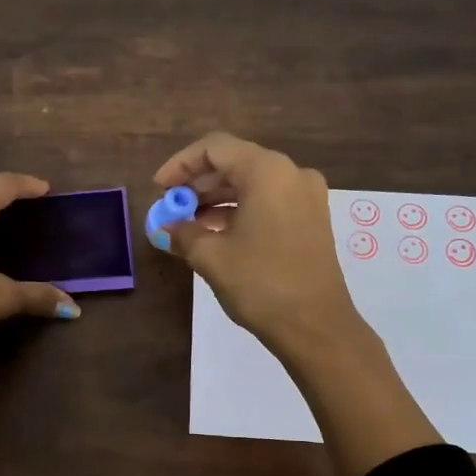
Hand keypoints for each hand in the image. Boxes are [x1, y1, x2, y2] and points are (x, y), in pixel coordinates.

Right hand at [149, 131, 442, 475]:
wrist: (316, 327)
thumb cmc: (261, 284)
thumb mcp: (212, 257)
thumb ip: (184, 233)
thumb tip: (166, 228)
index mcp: (267, 171)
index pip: (215, 148)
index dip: (180, 164)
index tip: (159, 188)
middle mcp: (291, 173)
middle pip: (235, 162)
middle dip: (198, 183)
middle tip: (170, 207)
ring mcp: (306, 196)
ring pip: (252, 183)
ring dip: (217, 198)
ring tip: (188, 223)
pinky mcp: (311, 219)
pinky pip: (268, 201)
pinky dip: (240, 210)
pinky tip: (216, 233)